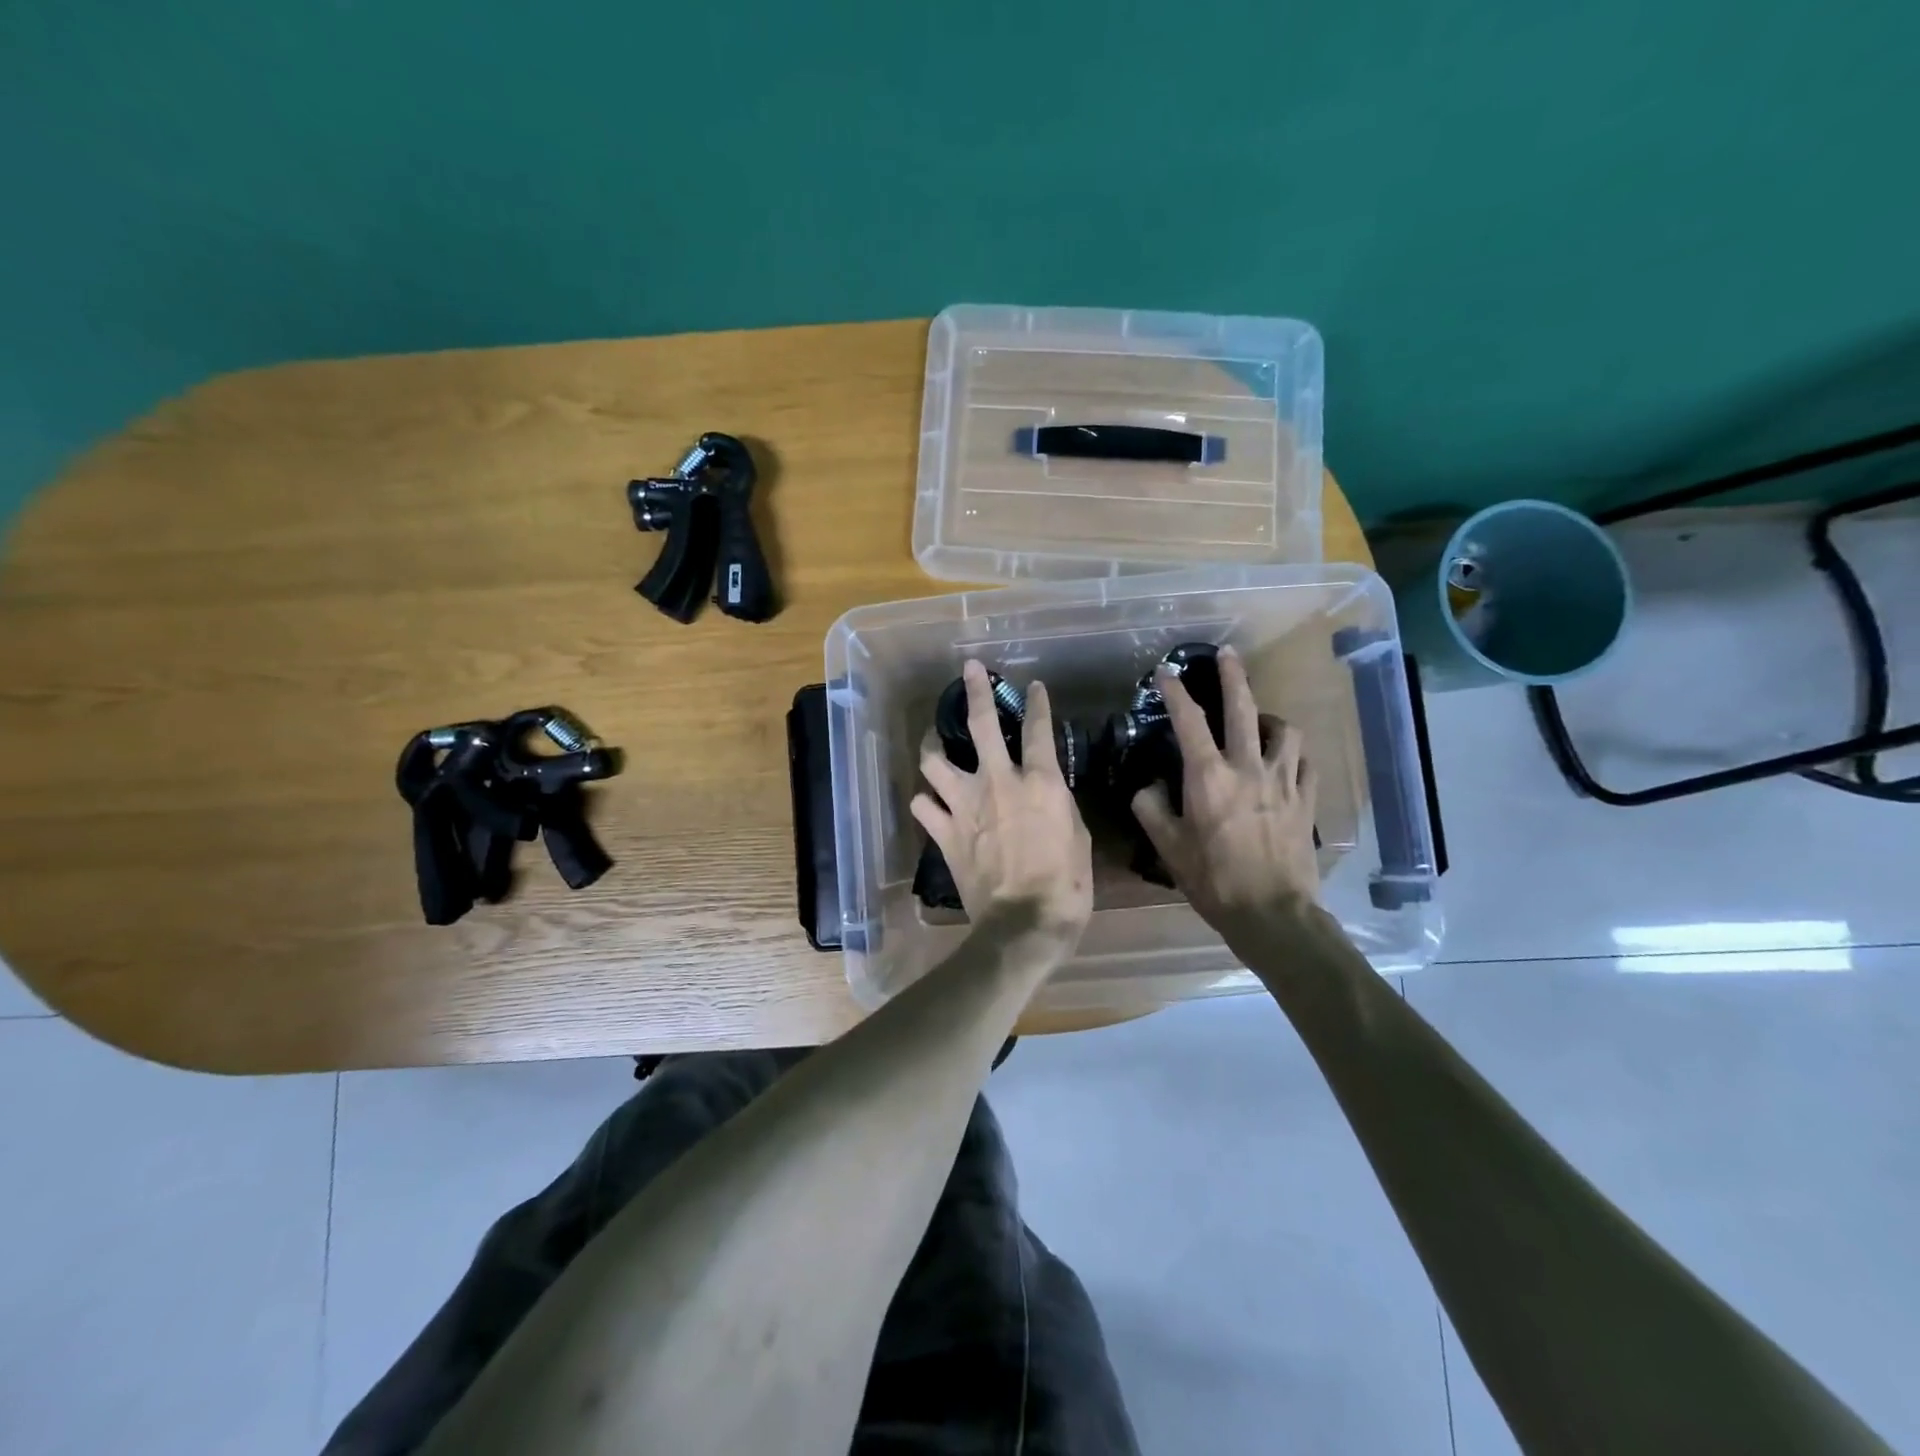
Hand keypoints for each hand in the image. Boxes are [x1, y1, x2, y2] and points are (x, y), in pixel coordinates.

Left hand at [912, 660, 1093, 940]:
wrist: (1023, 925)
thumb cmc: (1065, 885)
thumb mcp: (1077, 838)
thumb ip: (1058, 805)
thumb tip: (1047, 794)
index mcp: (1039, 782)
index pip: (1038, 729)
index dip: (1037, 703)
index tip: (1034, 687)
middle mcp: (997, 782)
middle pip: (980, 723)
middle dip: (974, 690)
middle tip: (968, 670)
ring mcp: (964, 805)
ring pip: (934, 760)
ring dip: (933, 745)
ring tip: (934, 740)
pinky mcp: (944, 833)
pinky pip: (922, 806)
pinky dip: (925, 800)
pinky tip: (929, 800)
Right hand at [1131, 646, 1320, 943]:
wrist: (1272, 913)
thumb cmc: (1213, 880)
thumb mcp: (1168, 848)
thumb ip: (1152, 810)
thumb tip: (1149, 787)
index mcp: (1209, 778)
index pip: (1189, 722)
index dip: (1175, 692)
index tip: (1165, 672)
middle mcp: (1248, 768)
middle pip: (1244, 709)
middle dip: (1233, 676)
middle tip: (1227, 654)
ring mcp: (1283, 782)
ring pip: (1284, 731)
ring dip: (1269, 718)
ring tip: (1259, 720)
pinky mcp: (1306, 801)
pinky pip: (1305, 763)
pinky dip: (1294, 754)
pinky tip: (1286, 759)